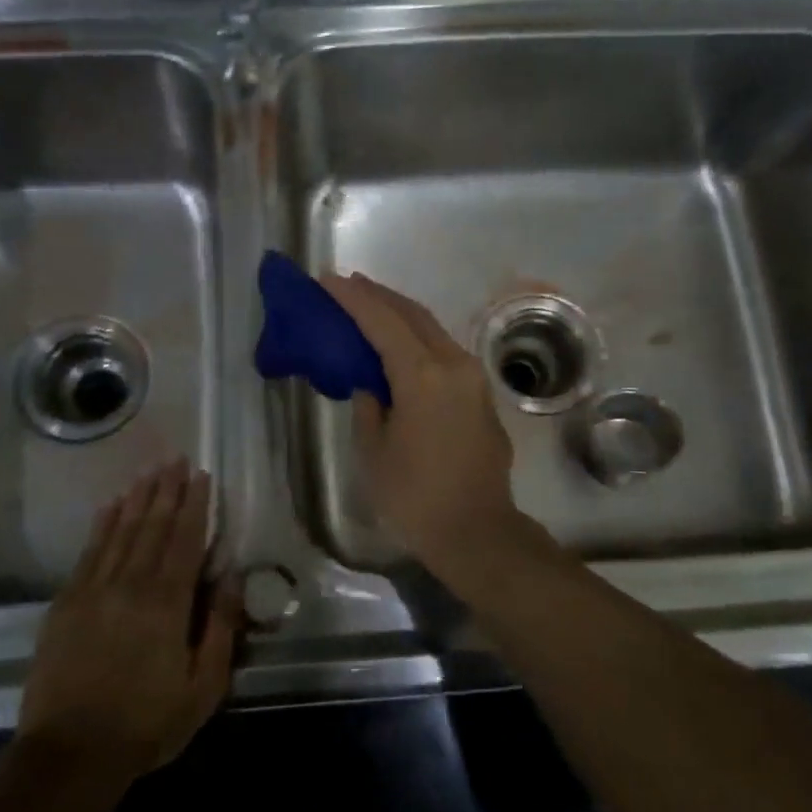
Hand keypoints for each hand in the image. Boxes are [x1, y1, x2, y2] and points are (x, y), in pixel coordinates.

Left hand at [17, 461, 241, 788]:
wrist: (70, 753)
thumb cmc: (146, 722)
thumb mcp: (203, 686)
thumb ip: (220, 627)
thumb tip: (235, 577)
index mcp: (167, 603)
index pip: (185, 540)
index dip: (195, 505)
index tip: (202, 476)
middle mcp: (130, 584)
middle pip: (152, 526)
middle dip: (167, 490)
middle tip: (176, 460)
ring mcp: (93, 590)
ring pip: (121, 531)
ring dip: (138, 498)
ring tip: (150, 472)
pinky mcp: (66, 602)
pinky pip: (89, 551)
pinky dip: (102, 524)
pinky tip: (110, 506)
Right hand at [321, 272, 519, 568]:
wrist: (477, 531)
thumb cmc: (415, 496)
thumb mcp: (373, 452)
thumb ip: (368, 406)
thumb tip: (373, 387)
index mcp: (422, 375)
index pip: (383, 322)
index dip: (354, 299)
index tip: (328, 280)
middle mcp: (454, 365)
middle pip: (413, 315)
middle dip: (379, 296)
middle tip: (349, 284)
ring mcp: (474, 379)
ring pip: (433, 331)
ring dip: (402, 316)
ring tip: (372, 308)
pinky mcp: (482, 396)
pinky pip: (446, 353)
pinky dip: (419, 340)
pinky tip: (402, 347)